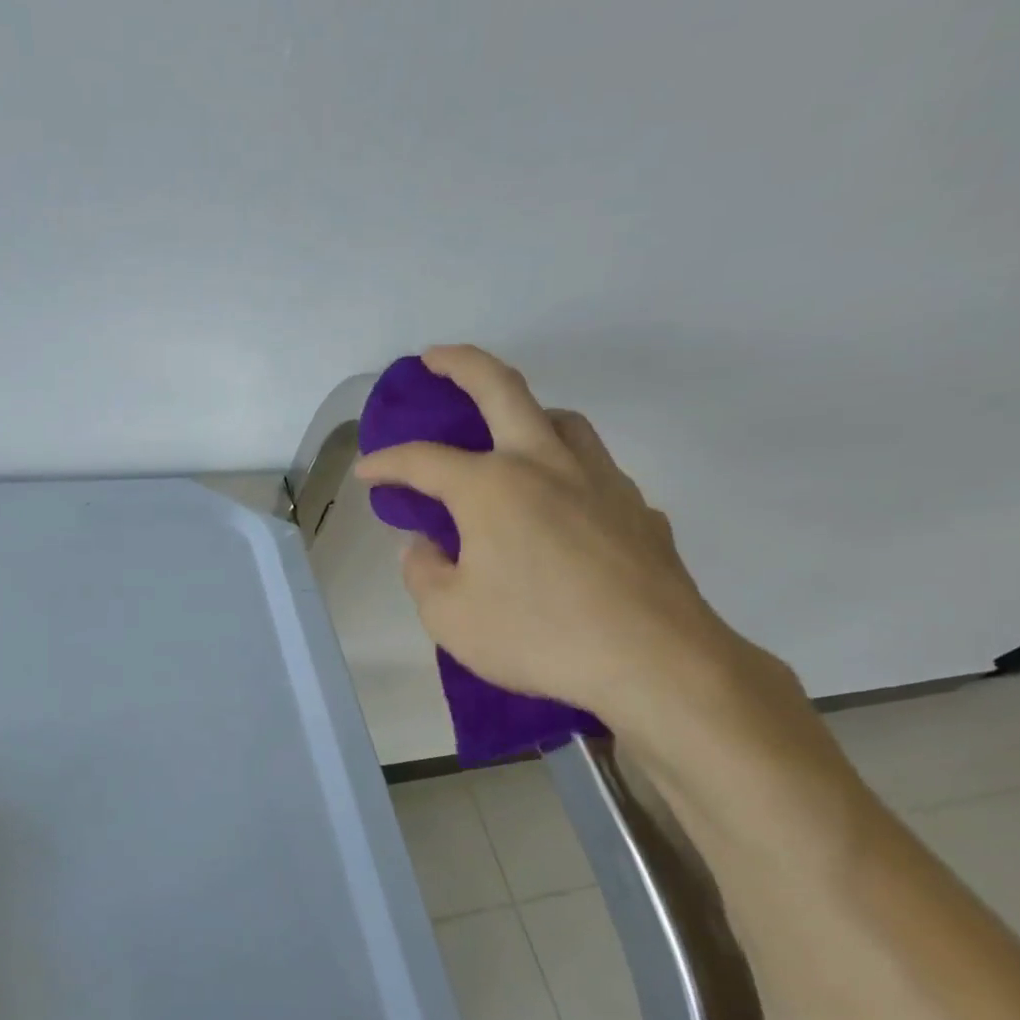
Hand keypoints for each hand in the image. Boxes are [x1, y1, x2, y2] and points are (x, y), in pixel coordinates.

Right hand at [354, 345, 778, 737]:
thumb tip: (424, 547)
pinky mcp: (637, 509)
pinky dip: (566, 471)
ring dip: (526, 412)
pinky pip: (594, 471)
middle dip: (461, 364)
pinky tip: (561, 507)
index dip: (386, 463)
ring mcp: (600, 481)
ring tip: (507, 434)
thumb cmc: (537, 636)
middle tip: (435, 358)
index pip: (422, 460)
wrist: (653, 661)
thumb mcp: (449, 617)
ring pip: (562, 420)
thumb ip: (424, 573)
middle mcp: (545, 465)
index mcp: (491, 487)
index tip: (366, 473)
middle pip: (502, 388)